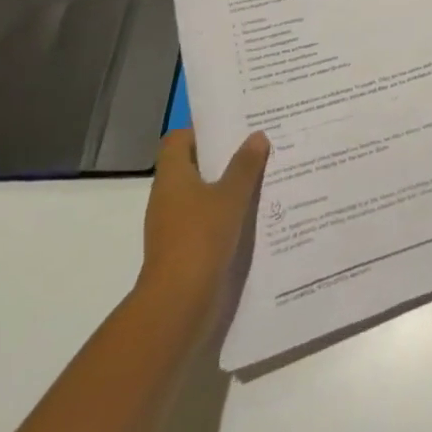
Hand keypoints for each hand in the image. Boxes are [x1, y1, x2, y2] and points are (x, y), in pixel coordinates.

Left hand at [136, 128, 269, 316]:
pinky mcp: (184, 248)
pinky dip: (226, 212)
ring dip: (228, 185)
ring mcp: (174, 225)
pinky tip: (254, 212)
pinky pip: (207, 219)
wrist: (178, 304)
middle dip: (223, 156)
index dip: (202, 130)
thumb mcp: (230, 196)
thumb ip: (245, 165)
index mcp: (172, 176)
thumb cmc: (200, 238)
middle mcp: (168, 196)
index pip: (178, 139)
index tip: (232, 127)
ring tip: (263, 175)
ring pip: (203, 193)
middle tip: (257, 145)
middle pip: (193, 165)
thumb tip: (257, 135)